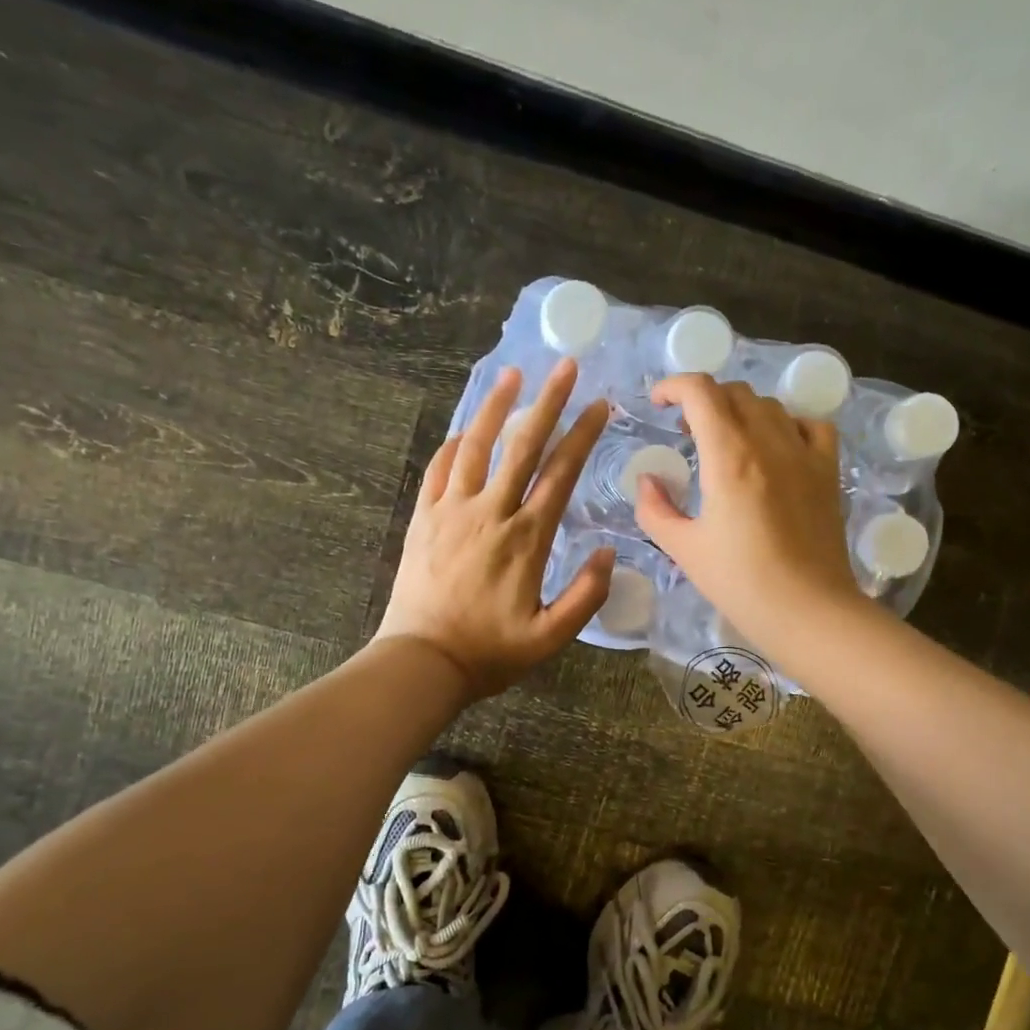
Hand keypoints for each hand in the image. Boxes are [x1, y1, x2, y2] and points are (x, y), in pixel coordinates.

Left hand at [375, 359, 613, 699]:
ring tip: (511, 375)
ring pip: (475, 447)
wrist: (421, 662)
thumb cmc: (489, 652)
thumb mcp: (550, 637)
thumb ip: (586, 596)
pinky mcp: (423, 519)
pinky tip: (462, 432)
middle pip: (523, 446)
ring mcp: (451, 511)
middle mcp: (490, 513)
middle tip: (564, 366)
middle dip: (548, 402)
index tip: (600, 405)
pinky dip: (452, 446)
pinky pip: (438, 471)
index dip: (583, 435)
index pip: (561, 474)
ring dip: (495, 408)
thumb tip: (608, 552)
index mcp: (526, 538)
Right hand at [635, 374, 861, 651]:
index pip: (701, 392)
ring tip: (726, 439)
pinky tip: (776, 446)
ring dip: (740, 410)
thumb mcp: (683, 549)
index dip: (674, 386)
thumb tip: (648, 480)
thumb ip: (655, 509)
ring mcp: (804, 454)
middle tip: (685, 430)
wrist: (807, 610)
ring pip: (770, 405)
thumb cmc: (740, 583)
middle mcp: (769, 442)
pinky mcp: (828, 472)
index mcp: (729, 457)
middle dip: (703, 400)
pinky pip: (811, 425)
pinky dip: (787, 423)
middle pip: (734, 393)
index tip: (658, 402)